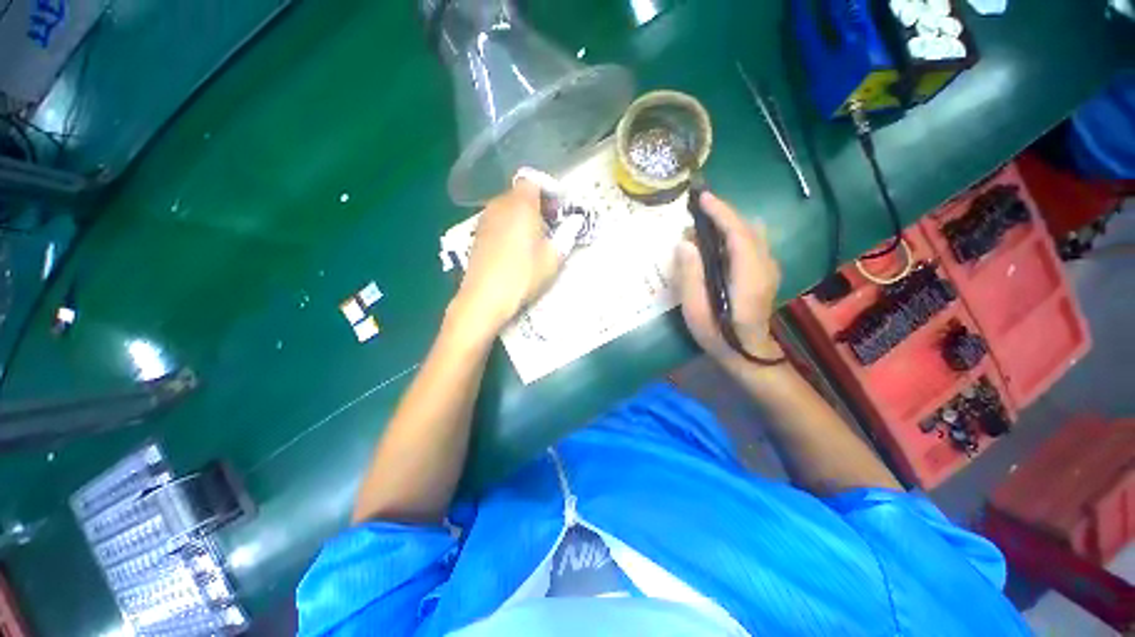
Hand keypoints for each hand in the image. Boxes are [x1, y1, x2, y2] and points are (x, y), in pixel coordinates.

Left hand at [452, 180, 561, 337]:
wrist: (484, 297)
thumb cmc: (522, 275)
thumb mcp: (552, 258)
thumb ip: (566, 235)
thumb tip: (575, 222)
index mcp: (520, 205)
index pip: (533, 180)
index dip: (549, 190)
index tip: (560, 208)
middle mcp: (500, 205)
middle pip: (520, 193)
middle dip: (538, 203)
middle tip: (552, 224)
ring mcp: (485, 219)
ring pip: (508, 207)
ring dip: (524, 215)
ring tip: (535, 238)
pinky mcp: (478, 235)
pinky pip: (498, 220)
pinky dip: (510, 224)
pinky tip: (516, 247)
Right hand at [675, 191, 783, 369]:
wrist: (748, 354)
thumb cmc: (717, 334)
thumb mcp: (695, 309)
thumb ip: (690, 275)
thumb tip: (684, 244)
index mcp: (748, 275)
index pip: (738, 233)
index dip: (721, 212)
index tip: (702, 198)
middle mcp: (764, 266)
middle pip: (747, 229)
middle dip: (723, 213)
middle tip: (697, 209)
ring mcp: (770, 269)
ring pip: (753, 234)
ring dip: (730, 222)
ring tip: (706, 223)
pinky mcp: (767, 273)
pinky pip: (754, 242)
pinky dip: (737, 233)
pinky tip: (721, 239)